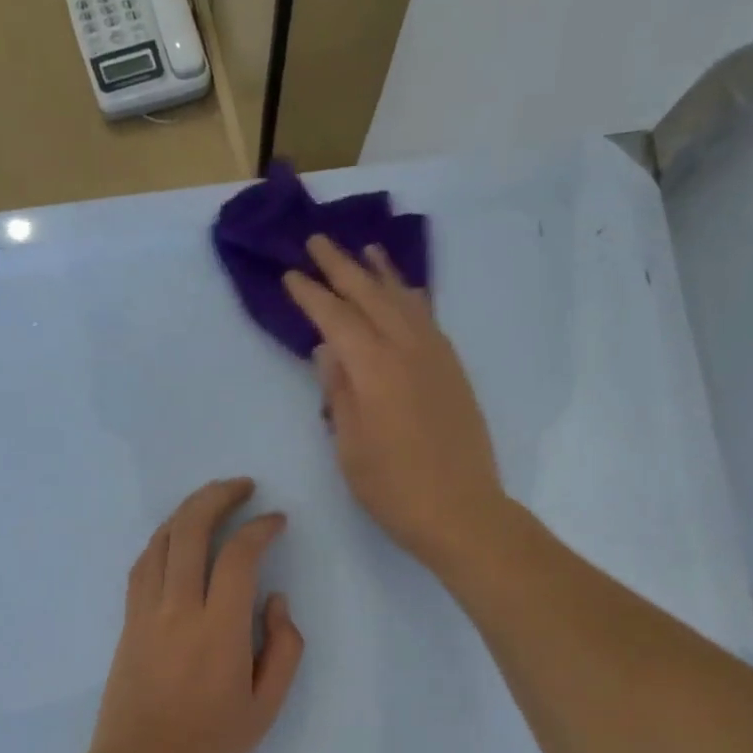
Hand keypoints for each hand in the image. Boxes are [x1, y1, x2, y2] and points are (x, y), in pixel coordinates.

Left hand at [89, 478, 304, 752]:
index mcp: (218, 631)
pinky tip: (179, 537)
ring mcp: (145, 613)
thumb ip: (284, 647)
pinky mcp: (128, 622)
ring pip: (161, 541)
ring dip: (187, 511)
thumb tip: (274, 599)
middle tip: (244, 486)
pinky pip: (143, 564)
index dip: (260, 528)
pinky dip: (164, 539)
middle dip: (218, 496)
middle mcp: (177, 610)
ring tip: (213, 500)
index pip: (238, 557)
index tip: (277, 521)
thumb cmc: (210, 744)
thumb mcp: (266, 707)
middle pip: (190, 531)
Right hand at [282, 235, 506, 573]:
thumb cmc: (394, 489)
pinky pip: (429, 319)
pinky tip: (407, 293)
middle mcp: (408, 350)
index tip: (291, 274)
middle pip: (371, 296)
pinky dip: (412, 298)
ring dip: (382, 274)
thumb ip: (339, 393)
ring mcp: (437, 358)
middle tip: (318, 241)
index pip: (336, 319)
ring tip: (366, 251)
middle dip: (342, 267)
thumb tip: (329, 350)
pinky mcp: (454, 372)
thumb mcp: (350, 448)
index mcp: (375, 369)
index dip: (311, 295)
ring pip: (406, 301)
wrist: (461, 511)